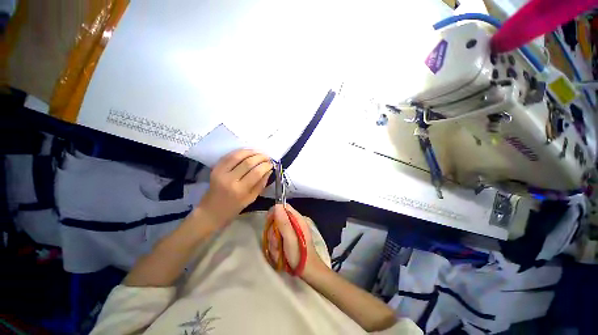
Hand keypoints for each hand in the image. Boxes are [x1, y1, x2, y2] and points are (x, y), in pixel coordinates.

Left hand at [198, 149, 272, 227]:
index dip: (266, 166)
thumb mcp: (251, 199)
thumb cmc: (234, 208)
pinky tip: (248, 152)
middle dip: (260, 157)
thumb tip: (269, 170)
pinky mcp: (215, 168)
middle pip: (248, 162)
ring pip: (238, 156)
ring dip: (251, 152)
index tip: (272, 164)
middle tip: (267, 157)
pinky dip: (240, 152)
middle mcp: (229, 179)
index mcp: (240, 190)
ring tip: (260, 152)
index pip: (256, 172)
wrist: (211, 211)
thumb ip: (261, 184)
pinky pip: (229, 155)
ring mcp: (220, 172)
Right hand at [266, 204, 325, 277]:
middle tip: (276, 243)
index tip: (269, 222)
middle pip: (277, 220)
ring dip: (274, 242)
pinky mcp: (287, 240)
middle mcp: (294, 223)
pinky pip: (276, 240)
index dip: (275, 212)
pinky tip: (279, 254)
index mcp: (297, 219)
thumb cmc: (300, 254)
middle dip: (273, 232)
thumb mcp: (290, 238)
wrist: (307, 272)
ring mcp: (290, 232)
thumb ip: (284, 222)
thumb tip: (277, 205)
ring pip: (275, 231)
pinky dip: (275, 247)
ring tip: (279, 251)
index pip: (284, 207)